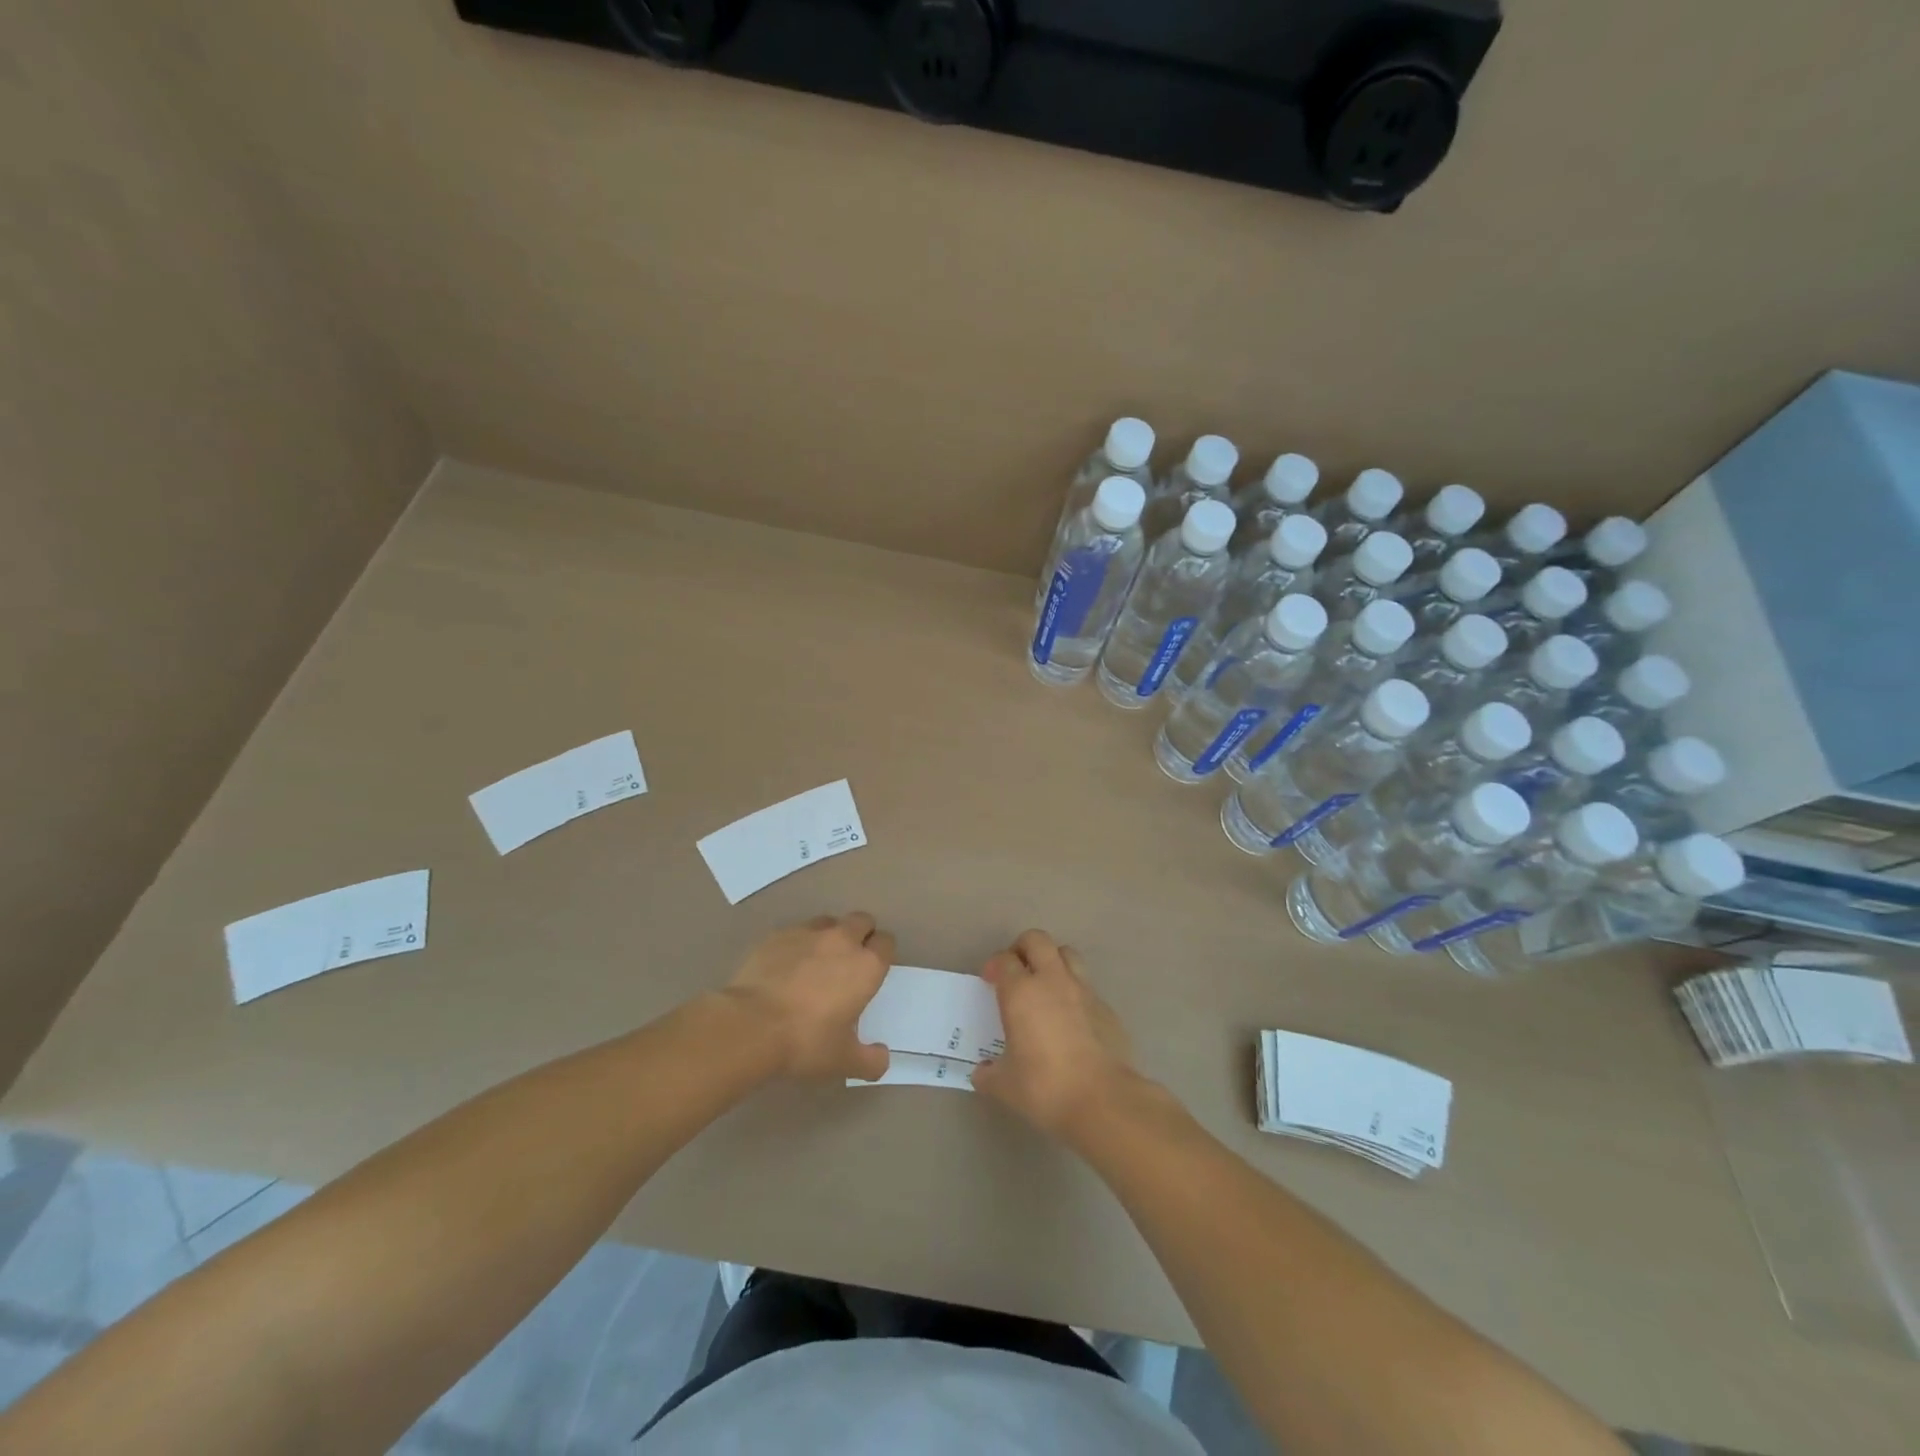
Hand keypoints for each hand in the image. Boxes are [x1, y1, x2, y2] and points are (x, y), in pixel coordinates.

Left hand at [724, 913, 893, 1081]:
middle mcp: (842, 940)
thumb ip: (870, 1060)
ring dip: (830, 936)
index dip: (882, 953)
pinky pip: (796, 932)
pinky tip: (786, 967)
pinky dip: (798, 944)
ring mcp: (808, 933)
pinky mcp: (778, 935)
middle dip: (860, 935)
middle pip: (862, 921)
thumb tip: (882, 1058)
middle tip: (849, 961)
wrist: (751, 1025)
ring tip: (816, 961)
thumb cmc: (806, 1041)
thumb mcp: (843, 1060)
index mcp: (866, 966)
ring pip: (829, 922)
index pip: (886, 942)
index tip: (873, 970)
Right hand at [972, 930, 1136, 1141]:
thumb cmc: (1045, 1088)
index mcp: (1021, 993)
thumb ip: (989, 1074)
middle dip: (1023, 948)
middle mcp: (1052, 981)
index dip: (994, 966)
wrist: (1103, 1100)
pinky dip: (1075, 993)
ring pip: (1067, 954)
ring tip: (1045, 986)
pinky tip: (1071, 1020)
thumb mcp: (1005, 1086)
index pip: (1004, 960)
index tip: (990, 981)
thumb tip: (983, 1073)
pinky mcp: (1107, 1008)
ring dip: (1053, 961)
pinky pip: (1087, 987)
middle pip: (1037, 940)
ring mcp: (1084, 991)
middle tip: (1016, 971)